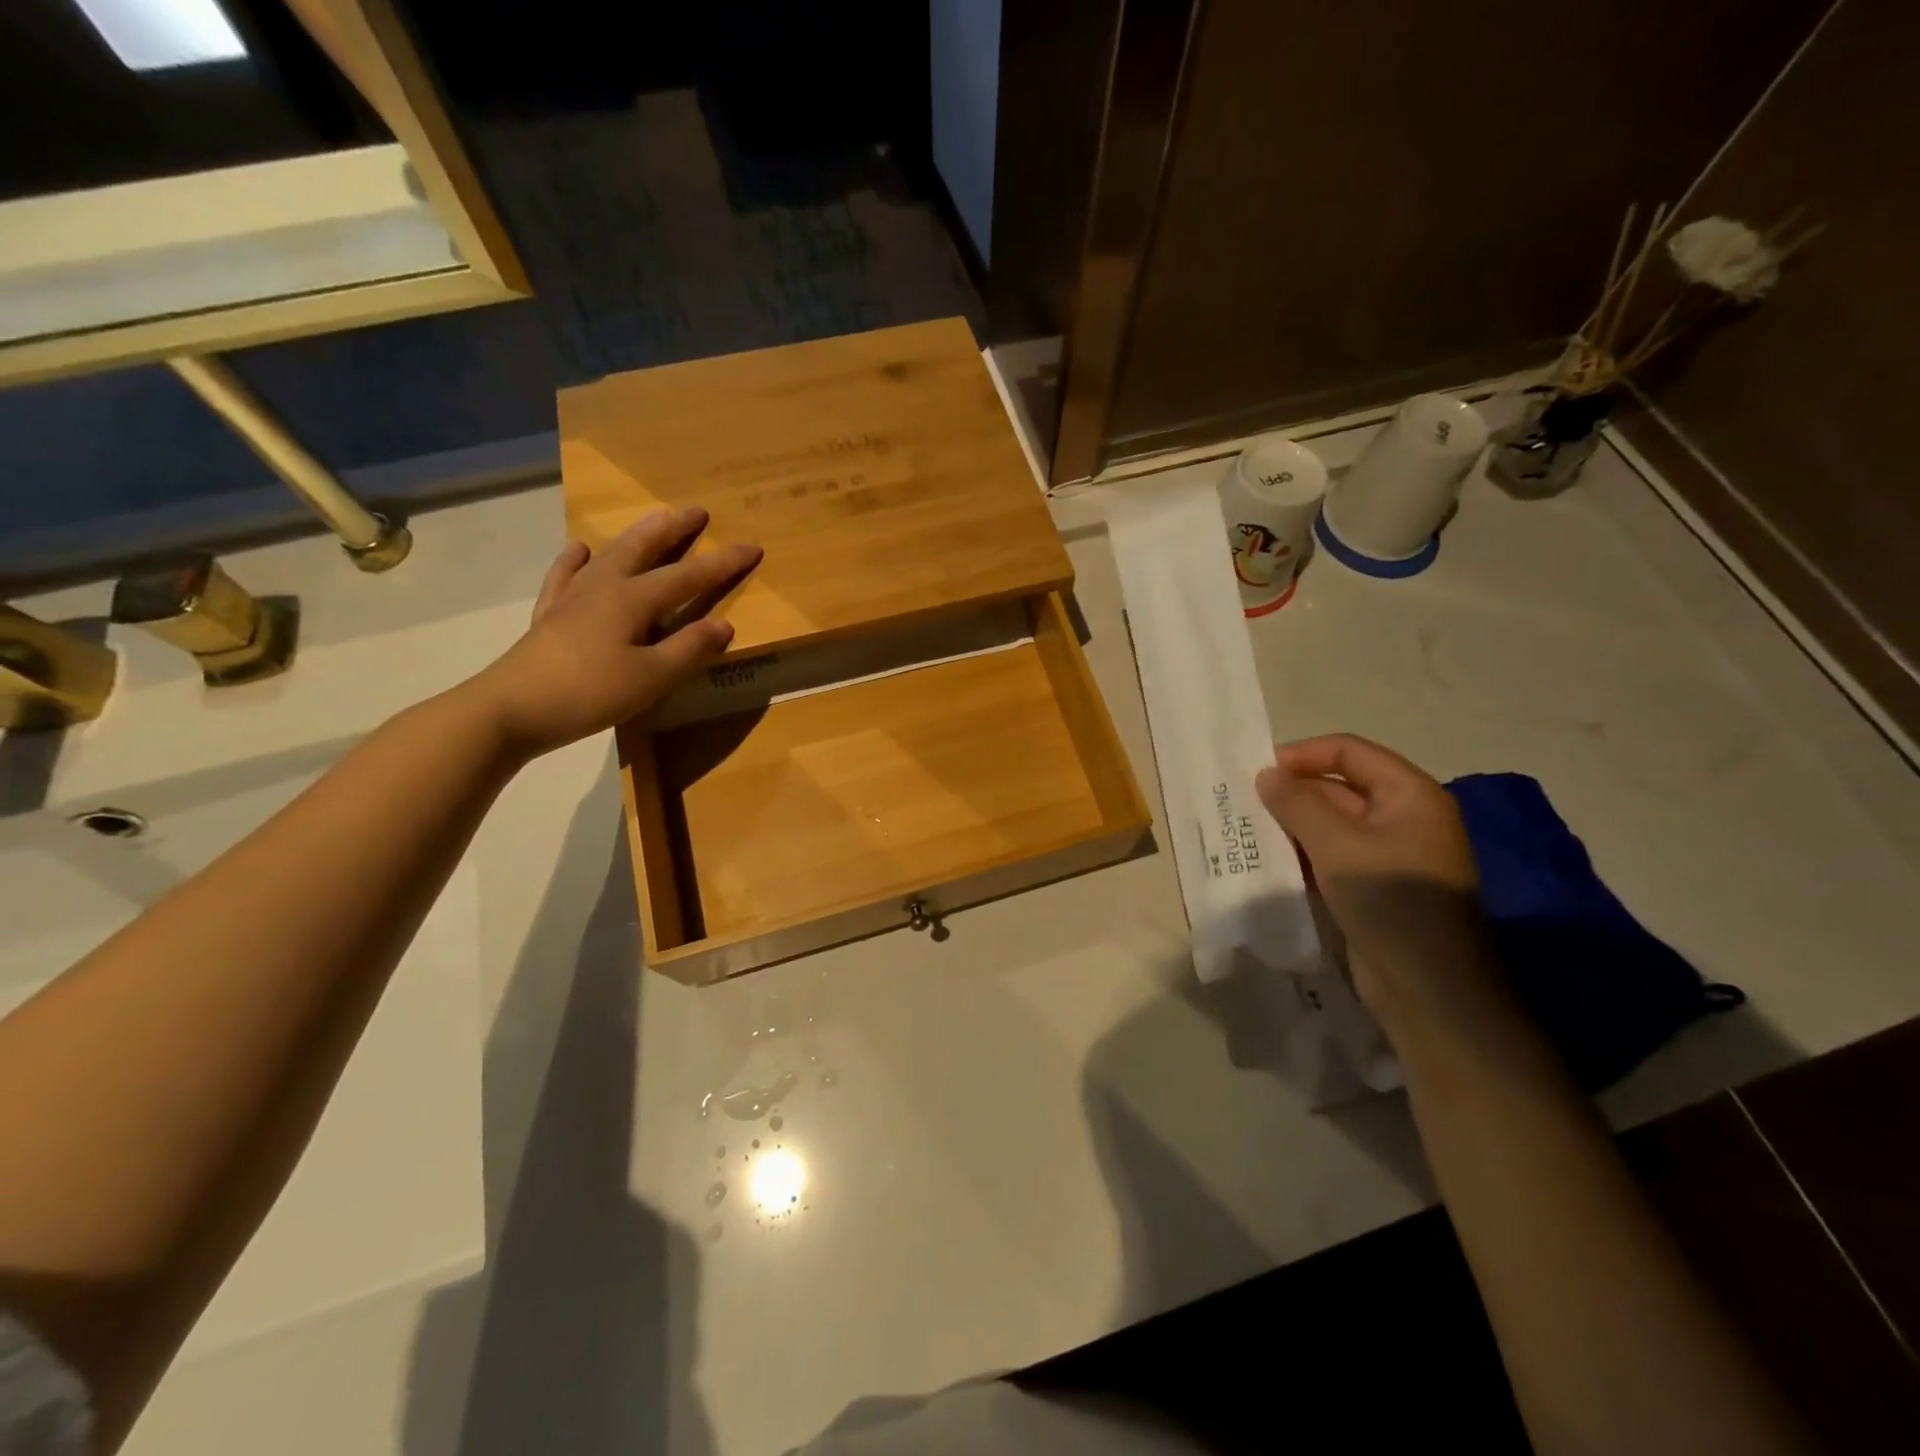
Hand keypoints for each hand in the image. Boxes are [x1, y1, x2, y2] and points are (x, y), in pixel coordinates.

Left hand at [467, 507, 760, 759]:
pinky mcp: (550, 615)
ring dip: (635, 536)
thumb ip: (690, 649)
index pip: (689, 577)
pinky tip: (580, 550)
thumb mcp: (652, 677)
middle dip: (674, 529)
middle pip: (644, 548)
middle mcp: (604, 587)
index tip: (752, 547)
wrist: (511, 708)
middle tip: (696, 511)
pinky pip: (565, 576)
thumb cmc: (590, 692)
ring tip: (650, 521)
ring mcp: (572, 597)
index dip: (723, 563)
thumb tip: (724, 624)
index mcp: (633, 599)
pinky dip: (575, 560)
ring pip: (610, 555)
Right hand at [1255, 734, 1509, 1040]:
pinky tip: (1267, 860)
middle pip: (1339, 786)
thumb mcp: (1338, 845)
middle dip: (1292, 792)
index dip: (1303, 754)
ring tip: (1247, 830)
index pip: (1350, 751)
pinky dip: (1301, 854)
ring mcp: (1388, 855)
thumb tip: (1266, 775)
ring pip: (1330, 824)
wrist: (1428, 989)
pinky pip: (1331, 856)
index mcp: (1409, 795)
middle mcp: (1402, 817)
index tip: (1258, 771)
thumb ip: (1297, 804)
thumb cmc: (1390, 901)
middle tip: (1243, 803)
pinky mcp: (1372, 887)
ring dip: (1291, 825)